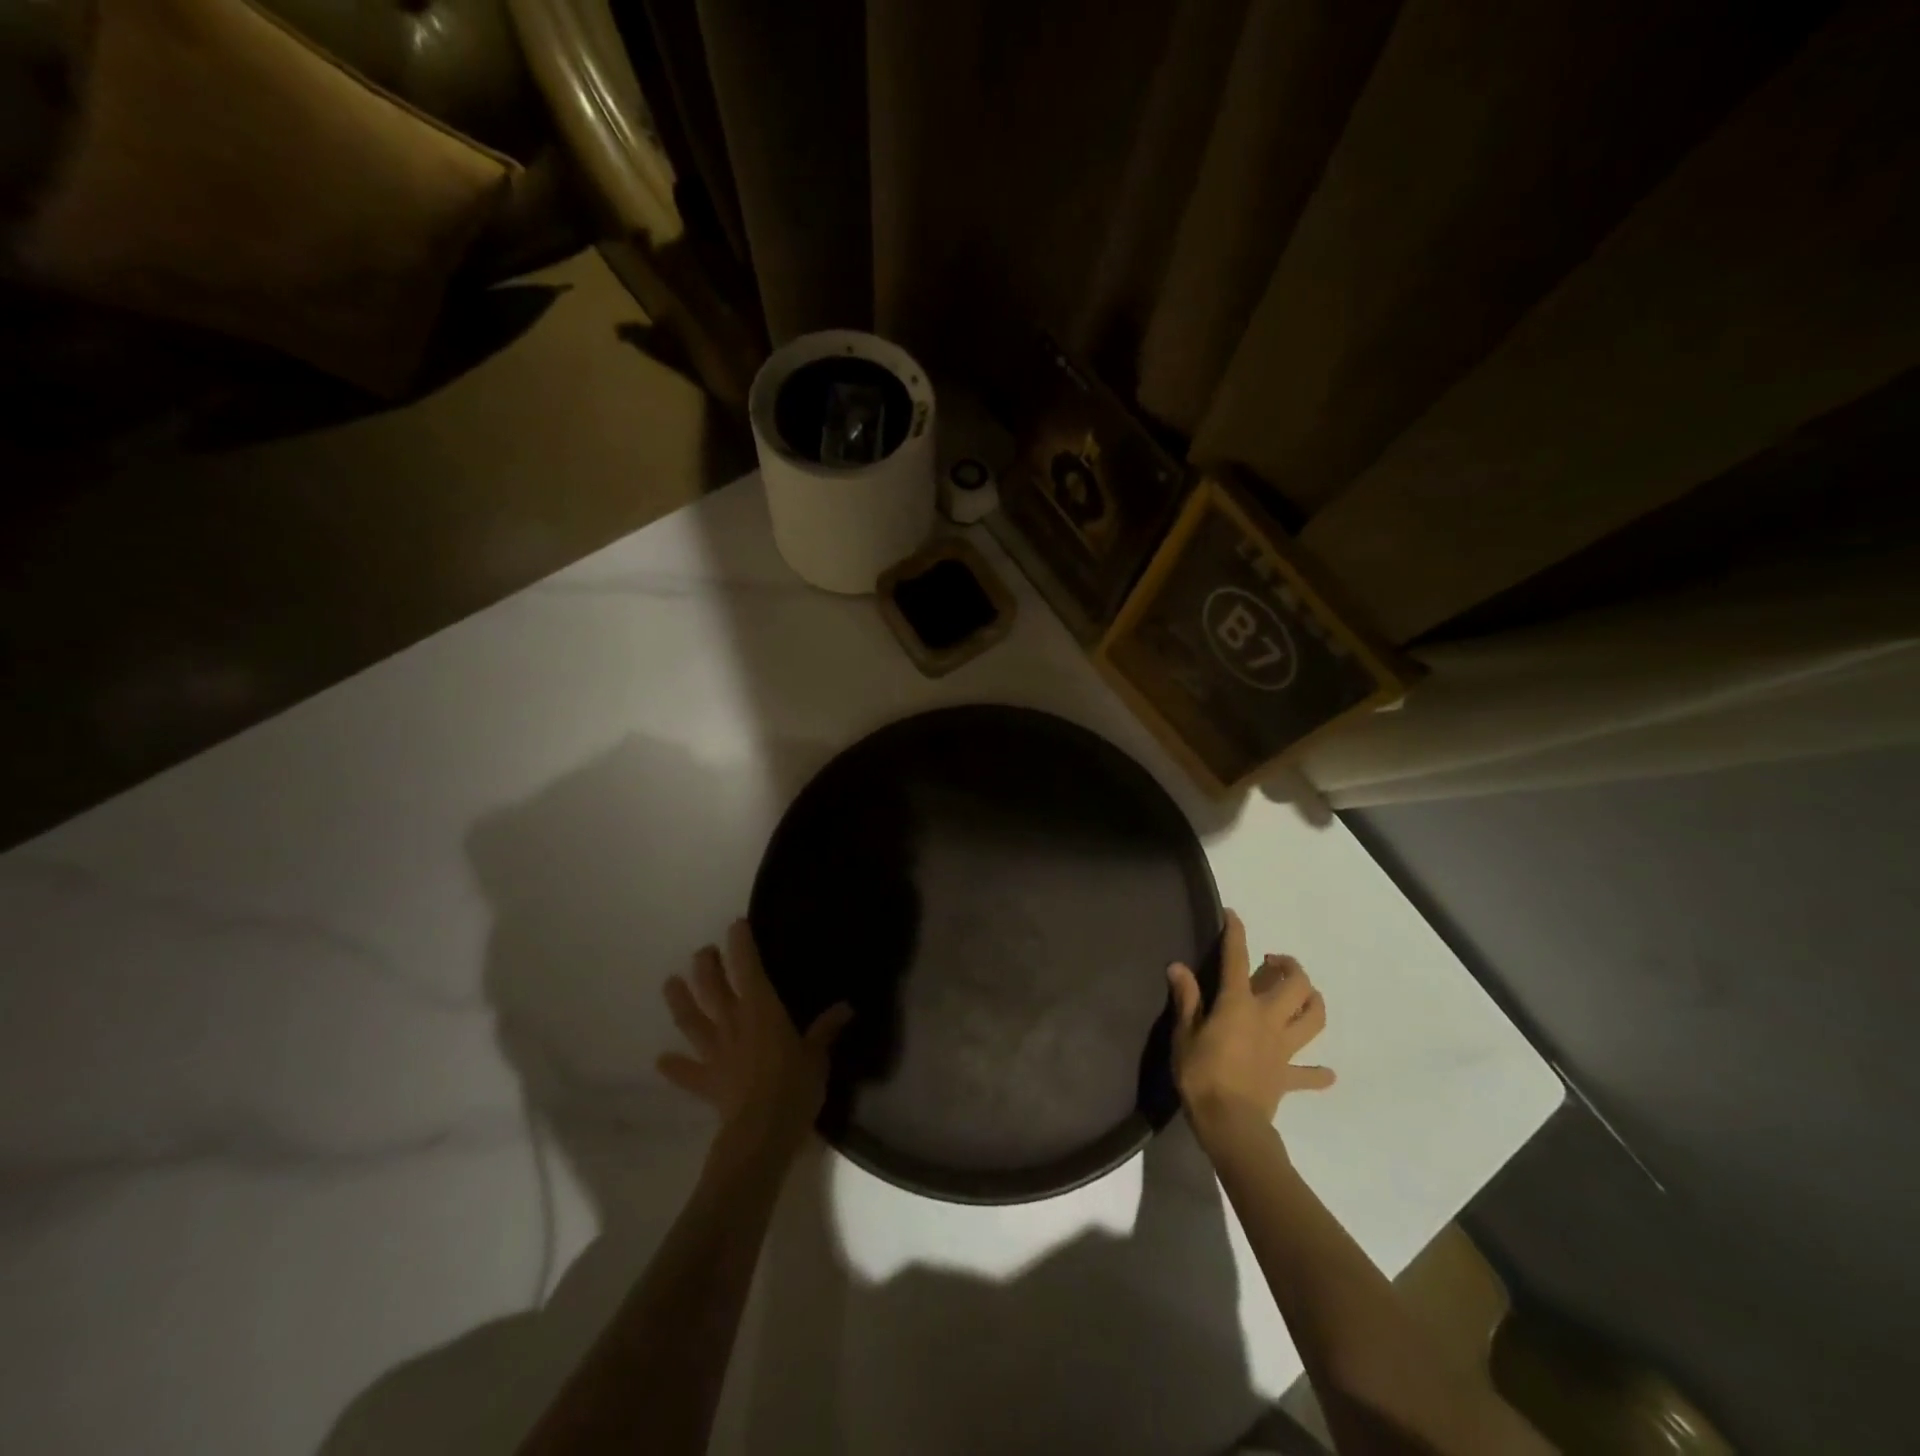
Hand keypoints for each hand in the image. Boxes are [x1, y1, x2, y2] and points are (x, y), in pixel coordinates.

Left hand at [658, 920, 851, 1157]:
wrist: (762, 1132)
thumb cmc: (795, 1085)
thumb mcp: (818, 1055)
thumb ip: (826, 1030)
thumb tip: (846, 1007)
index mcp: (761, 1009)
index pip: (748, 967)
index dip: (741, 944)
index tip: (736, 925)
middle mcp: (733, 1022)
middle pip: (712, 987)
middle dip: (706, 965)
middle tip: (703, 953)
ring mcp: (715, 1051)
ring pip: (691, 1020)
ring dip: (679, 1000)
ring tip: (670, 983)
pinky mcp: (705, 1081)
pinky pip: (686, 1071)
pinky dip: (674, 1066)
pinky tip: (662, 1060)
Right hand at [1168, 909, 1333, 1140]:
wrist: (1231, 1125)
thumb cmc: (1201, 1075)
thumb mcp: (1183, 1035)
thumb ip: (1186, 999)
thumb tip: (1178, 967)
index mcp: (1238, 1005)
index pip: (1237, 959)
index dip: (1236, 934)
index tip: (1234, 916)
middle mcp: (1268, 1019)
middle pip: (1295, 985)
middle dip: (1289, 966)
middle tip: (1273, 963)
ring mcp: (1283, 1048)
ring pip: (1313, 1018)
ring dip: (1313, 1002)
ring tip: (1302, 996)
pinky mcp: (1289, 1076)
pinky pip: (1311, 1075)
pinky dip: (1318, 1073)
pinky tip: (1325, 1072)